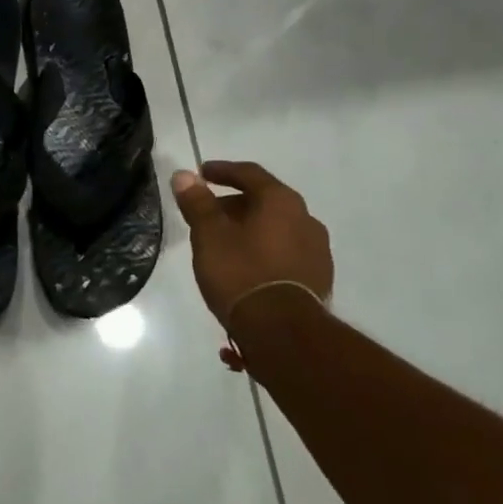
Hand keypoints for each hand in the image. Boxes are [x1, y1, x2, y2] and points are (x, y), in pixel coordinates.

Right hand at [171, 161, 332, 369]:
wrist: (283, 333)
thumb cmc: (241, 273)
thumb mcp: (209, 235)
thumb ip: (197, 203)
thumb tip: (183, 175)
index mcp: (281, 201)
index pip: (249, 173)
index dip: (222, 171)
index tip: (202, 174)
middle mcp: (306, 219)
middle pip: (265, 201)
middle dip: (234, 205)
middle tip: (207, 215)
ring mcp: (317, 250)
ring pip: (277, 228)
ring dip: (251, 230)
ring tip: (224, 245)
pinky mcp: (319, 278)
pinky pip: (286, 253)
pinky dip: (265, 251)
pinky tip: (247, 268)